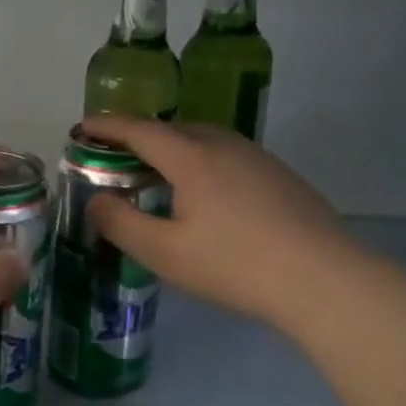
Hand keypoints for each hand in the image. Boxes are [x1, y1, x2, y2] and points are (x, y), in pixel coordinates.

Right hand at [78, 116, 363, 335]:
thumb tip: (97, 200)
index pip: (139, 130)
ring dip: (173, 149)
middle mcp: (224, 146)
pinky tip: (204, 194)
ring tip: (157, 174)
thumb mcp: (164, 252)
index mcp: (192, 157)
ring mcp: (258, 158)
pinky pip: (227, 156)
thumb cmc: (234, 265)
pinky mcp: (280, 176)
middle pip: (173, 129)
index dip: (107, 126)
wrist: (322, 279)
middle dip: (139, 137)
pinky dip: (201, 162)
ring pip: (204, 141)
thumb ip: (121, 224)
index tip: (82, 126)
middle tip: (115, 157)